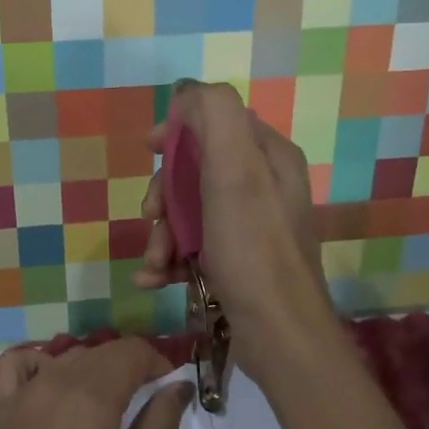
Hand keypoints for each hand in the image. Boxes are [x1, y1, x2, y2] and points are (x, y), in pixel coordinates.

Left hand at [0, 338, 192, 428]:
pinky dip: (43, 362)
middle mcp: (55, 382)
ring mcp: (21, 393)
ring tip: (108, 405)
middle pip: (102, 351)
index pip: (132, 352)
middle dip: (132, 366)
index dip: (158, 363)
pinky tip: (53, 387)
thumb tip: (177, 389)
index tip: (171, 390)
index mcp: (91, 400)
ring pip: (68, 357)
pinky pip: (20, 363)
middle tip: (147, 403)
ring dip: (96, 367)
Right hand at [133, 82, 335, 371]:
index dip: (180, 130)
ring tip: (154, 263)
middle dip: (165, 194)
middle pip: (197, 170)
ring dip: (162, 235)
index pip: (217, 121)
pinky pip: (194, 248)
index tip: (150, 150)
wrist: (278, 333)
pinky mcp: (238, 263)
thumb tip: (188, 95)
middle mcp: (263, 186)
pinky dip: (170, 261)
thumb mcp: (234, 171)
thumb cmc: (253, 249)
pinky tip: (153, 280)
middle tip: (152, 218)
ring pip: (189, 213)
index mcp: (268, 156)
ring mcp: (250, 227)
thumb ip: (215, 117)